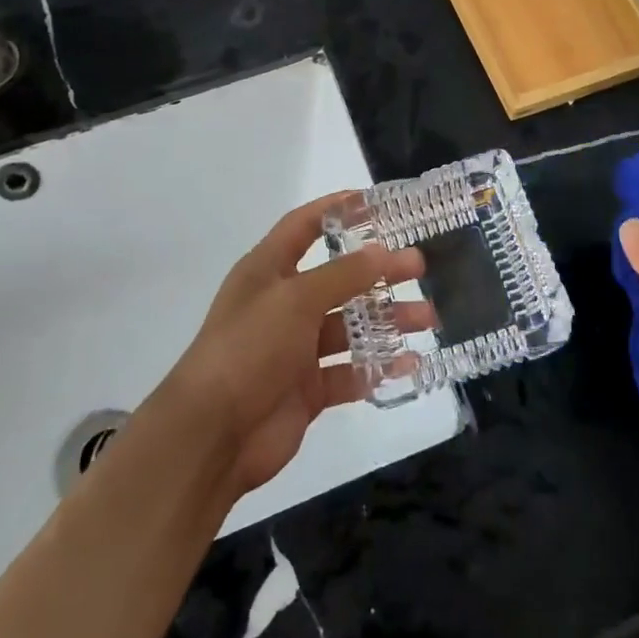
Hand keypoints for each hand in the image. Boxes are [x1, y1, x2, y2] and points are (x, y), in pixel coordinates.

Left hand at [162, 193, 432, 496]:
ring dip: (388, 320)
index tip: (375, 201)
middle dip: (378, 271)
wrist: (211, 436)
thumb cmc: (248, 348)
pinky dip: (378, 367)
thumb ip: (342, 274)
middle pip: (338, 277)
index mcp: (267, 271)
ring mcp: (295, 348)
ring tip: (427, 317)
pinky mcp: (307, 389)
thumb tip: (383, 250)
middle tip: (419, 266)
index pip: (303, 226)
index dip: (335, 209)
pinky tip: (410, 363)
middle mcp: (282, 304)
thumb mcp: (295, 300)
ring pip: (350, 326)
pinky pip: (350, 372)